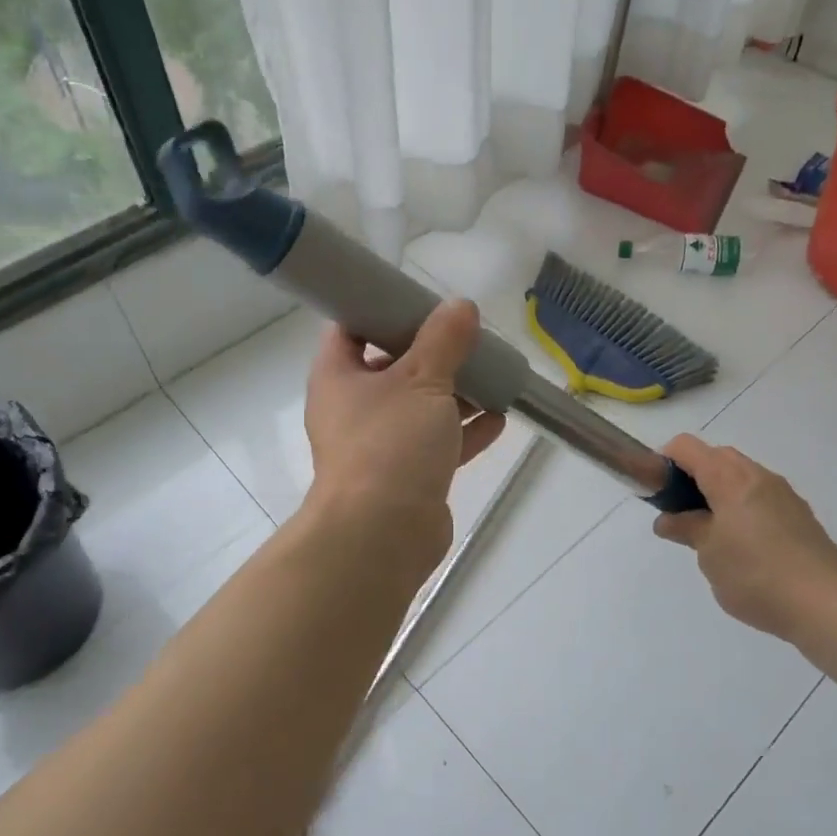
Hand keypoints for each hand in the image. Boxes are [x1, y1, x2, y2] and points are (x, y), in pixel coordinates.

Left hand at [302, 299, 506, 558]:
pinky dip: (465, 430)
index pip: (350, 327)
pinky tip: (499, 417)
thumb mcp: (421, 379)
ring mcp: (379, 444)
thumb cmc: (390, 443)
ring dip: (454, 391)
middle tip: (464, 335)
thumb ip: (444, 340)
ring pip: (419, 406)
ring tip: (491, 372)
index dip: (380, 309)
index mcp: (338, 376)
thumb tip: (461, 306)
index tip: (418, 299)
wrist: (382, 535)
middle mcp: (352, 408)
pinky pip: (437, 442)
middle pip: (391, 366)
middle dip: (430, 352)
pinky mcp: (406, 475)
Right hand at [652, 434, 836, 641]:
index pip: (686, 446)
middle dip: (693, 477)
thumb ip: (686, 529)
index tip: (658, 492)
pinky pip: (761, 496)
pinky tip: (744, 546)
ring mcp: (783, 493)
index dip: (664, 461)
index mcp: (729, 478)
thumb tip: (668, 520)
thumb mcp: (709, 555)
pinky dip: (743, 506)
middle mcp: (757, 475)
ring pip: (741, 476)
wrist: (827, 604)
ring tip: (713, 534)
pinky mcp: (800, 514)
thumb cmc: (755, 575)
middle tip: (683, 514)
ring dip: (720, 492)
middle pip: (715, 457)